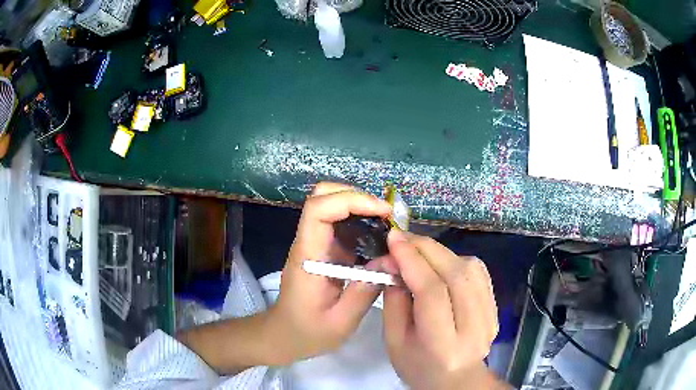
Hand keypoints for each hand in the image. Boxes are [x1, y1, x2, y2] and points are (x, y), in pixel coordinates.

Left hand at [266, 182, 391, 364]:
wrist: (285, 334)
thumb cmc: (308, 331)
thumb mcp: (341, 321)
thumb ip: (365, 290)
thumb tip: (392, 260)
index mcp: (308, 255)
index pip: (318, 209)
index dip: (351, 200)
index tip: (383, 211)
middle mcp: (309, 242)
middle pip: (322, 196)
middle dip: (356, 196)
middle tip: (386, 214)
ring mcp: (316, 244)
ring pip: (332, 205)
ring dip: (361, 206)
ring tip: (389, 224)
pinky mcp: (324, 249)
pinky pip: (341, 224)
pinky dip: (362, 221)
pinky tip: (381, 238)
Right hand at [382, 231, 506, 389]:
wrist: (456, 378)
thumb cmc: (418, 365)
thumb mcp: (394, 340)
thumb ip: (394, 300)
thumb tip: (394, 262)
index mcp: (443, 344)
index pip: (432, 293)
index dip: (412, 260)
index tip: (393, 238)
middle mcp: (474, 327)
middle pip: (455, 274)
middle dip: (425, 249)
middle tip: (401, 237)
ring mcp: (491, 316)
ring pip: (470, 268)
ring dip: (440, 252)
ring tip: (417, 250)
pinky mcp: (496, 306)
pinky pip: (478, 271)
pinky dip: (456, 259)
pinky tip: (440, 262)